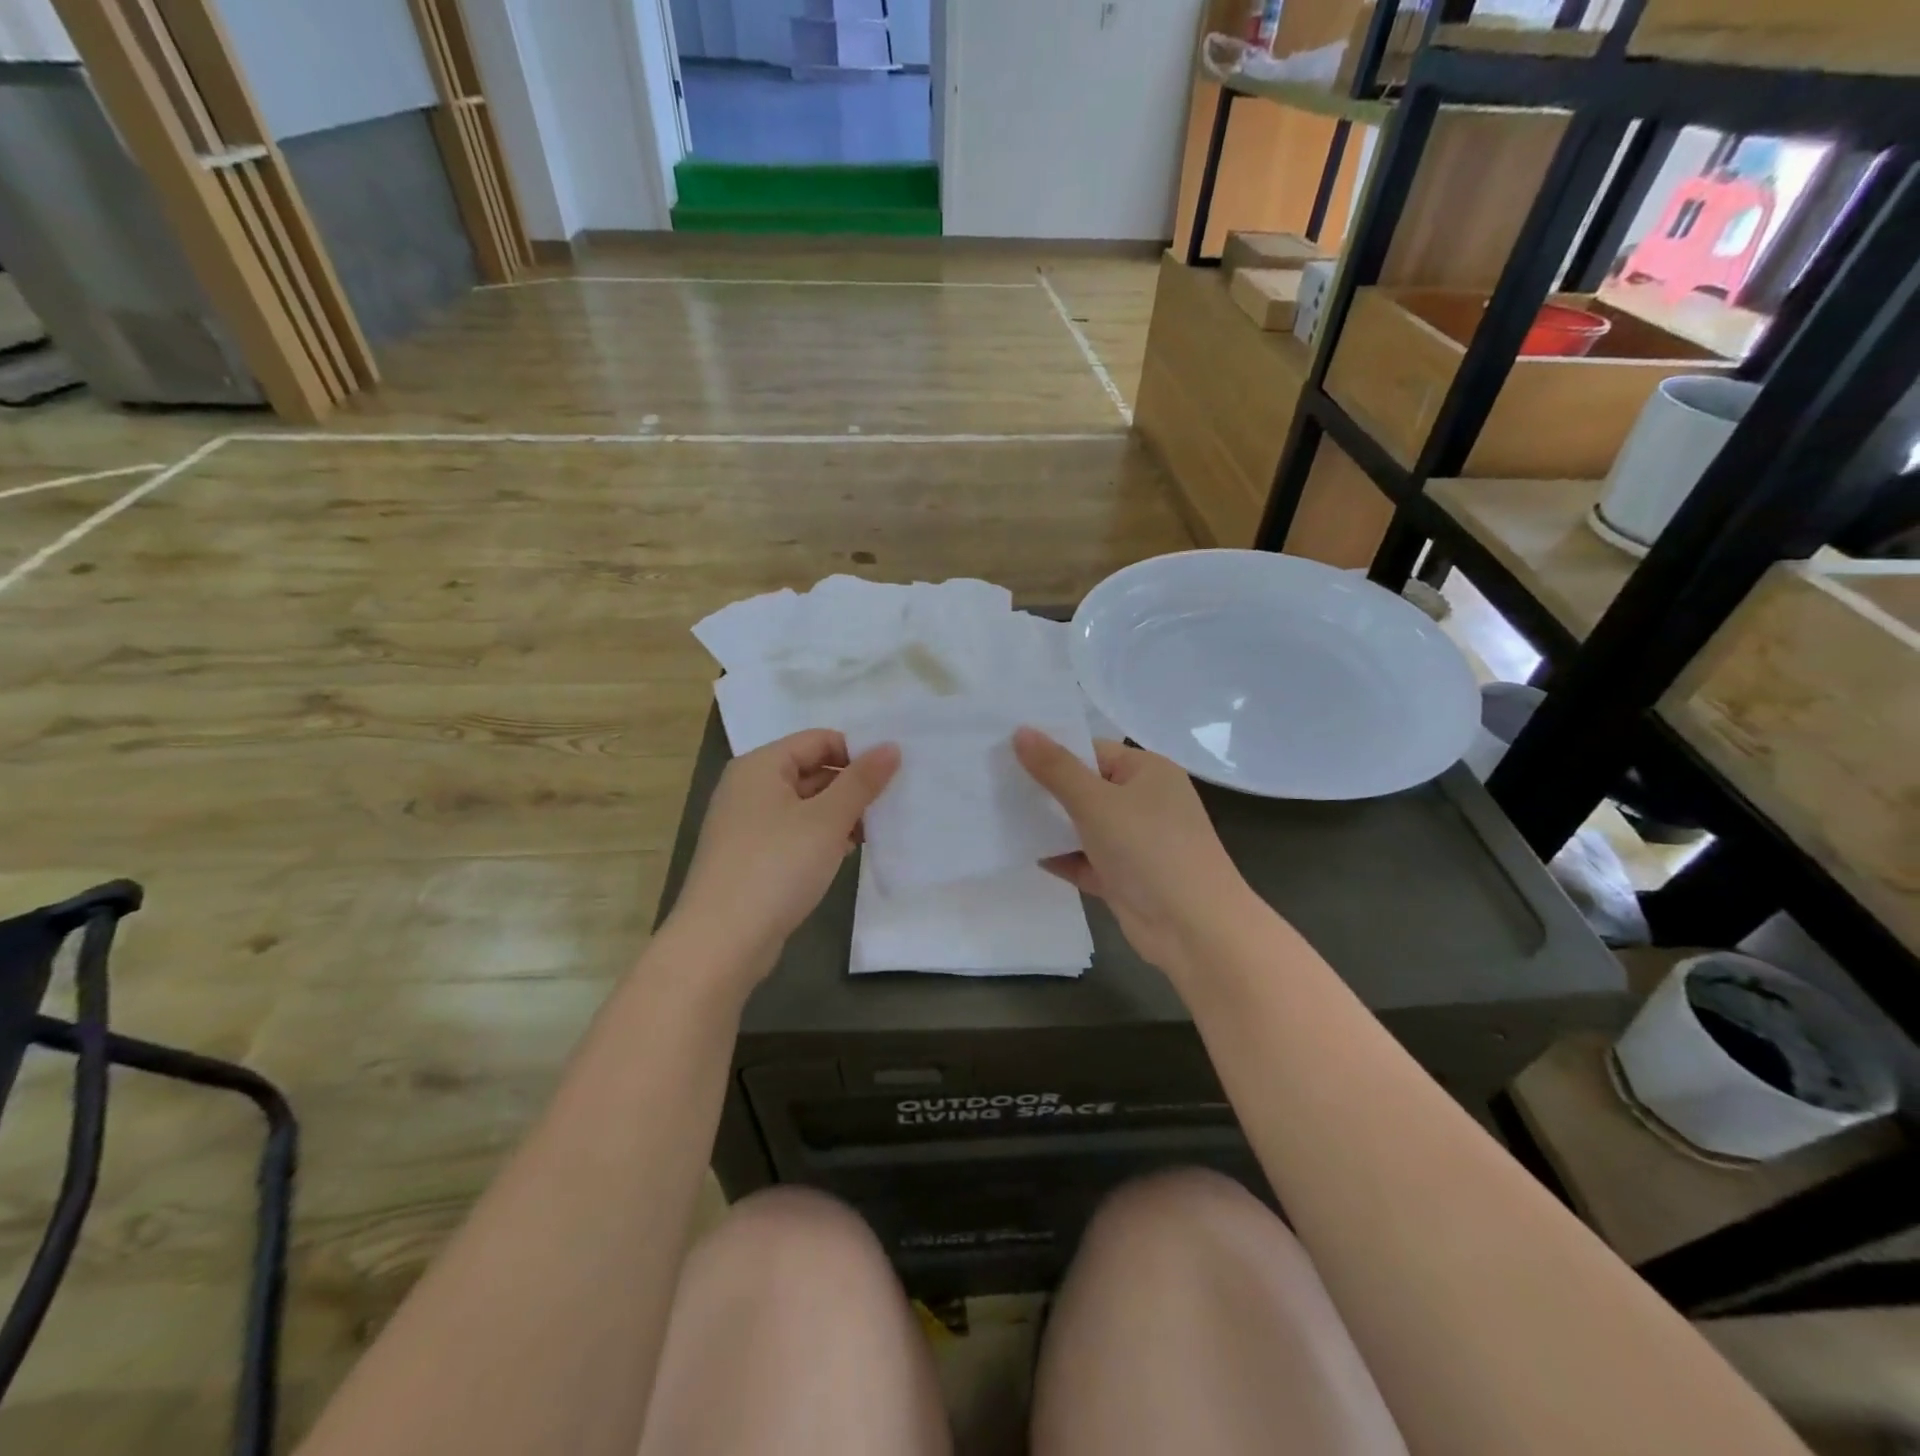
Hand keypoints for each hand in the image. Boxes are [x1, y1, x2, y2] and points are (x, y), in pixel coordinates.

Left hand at [668, 730, 899, 986]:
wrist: (722, 941)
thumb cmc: (776, 867)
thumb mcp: (827, 820)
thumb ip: (861, 781)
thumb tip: (891, 746)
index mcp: (761, 766)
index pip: (819, 740)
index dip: (856, 753)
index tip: (891, 777)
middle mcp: (749, 787)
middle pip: (811, 770)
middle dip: (850, 786)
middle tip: (889, 806)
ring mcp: (747, 824)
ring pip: (805, 804)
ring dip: (839, 814)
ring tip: (872, 833)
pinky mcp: (751, 856)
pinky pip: (793, 832)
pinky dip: (820, 837)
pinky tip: (845, 854)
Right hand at [1013, 728, 1258, 976]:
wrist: (1193, 928)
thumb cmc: (1148, 849)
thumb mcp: (1096, 802)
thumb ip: (1055, 768)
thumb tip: (1020, 730)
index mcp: (1148, 771)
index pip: (1093, 750)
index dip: (1052, 751)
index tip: (1006, 754)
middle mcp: (1145, 802)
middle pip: (1086, 788)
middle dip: (1046, 790)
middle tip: (994, 784)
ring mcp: (1136, 842)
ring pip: (1084, 826)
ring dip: (1050, 826)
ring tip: (998, 815)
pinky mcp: (1125, 878)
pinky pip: (1086, 860)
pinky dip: (1061, 858)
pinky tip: (1023, 853)